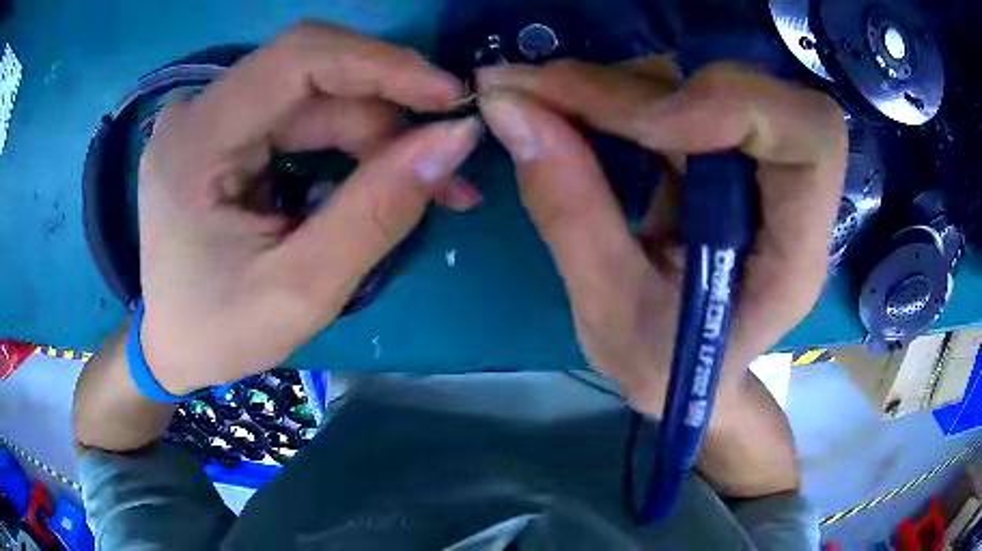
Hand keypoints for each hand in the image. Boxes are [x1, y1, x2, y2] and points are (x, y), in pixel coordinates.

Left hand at [137, 22, 479, 393]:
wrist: (173, 344)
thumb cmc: (219, 332)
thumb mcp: (302, 290)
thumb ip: (376, 211)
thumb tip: (455, 140)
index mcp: (195, 143)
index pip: (297, 58)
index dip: (381, 64)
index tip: (449, 97)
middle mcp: (198, 112)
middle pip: (313, 76)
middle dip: (388, 112)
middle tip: (447, 161)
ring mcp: (210, 117)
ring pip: (317, 96)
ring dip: (379, 133)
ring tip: (433, 181)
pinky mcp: (226, 131)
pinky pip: (303, 116)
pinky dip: (353, 142)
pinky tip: (387, 173)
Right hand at [477, 59, 846, 415]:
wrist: (692, 373)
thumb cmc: (670, 369)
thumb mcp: (613, 316)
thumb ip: (570, 215)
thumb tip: (511, 113)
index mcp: (796, 252)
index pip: (810, 136)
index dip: (731, 104)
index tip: (640, 126)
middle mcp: (793, 194)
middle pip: (749, 90)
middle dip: (643, 88)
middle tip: (542, 92)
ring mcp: (757, 165)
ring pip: (698, 82)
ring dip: (615, 85)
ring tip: (536, 99)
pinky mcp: (723, 151)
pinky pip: (674, 95)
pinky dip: (614, 95)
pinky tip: (564, 108)